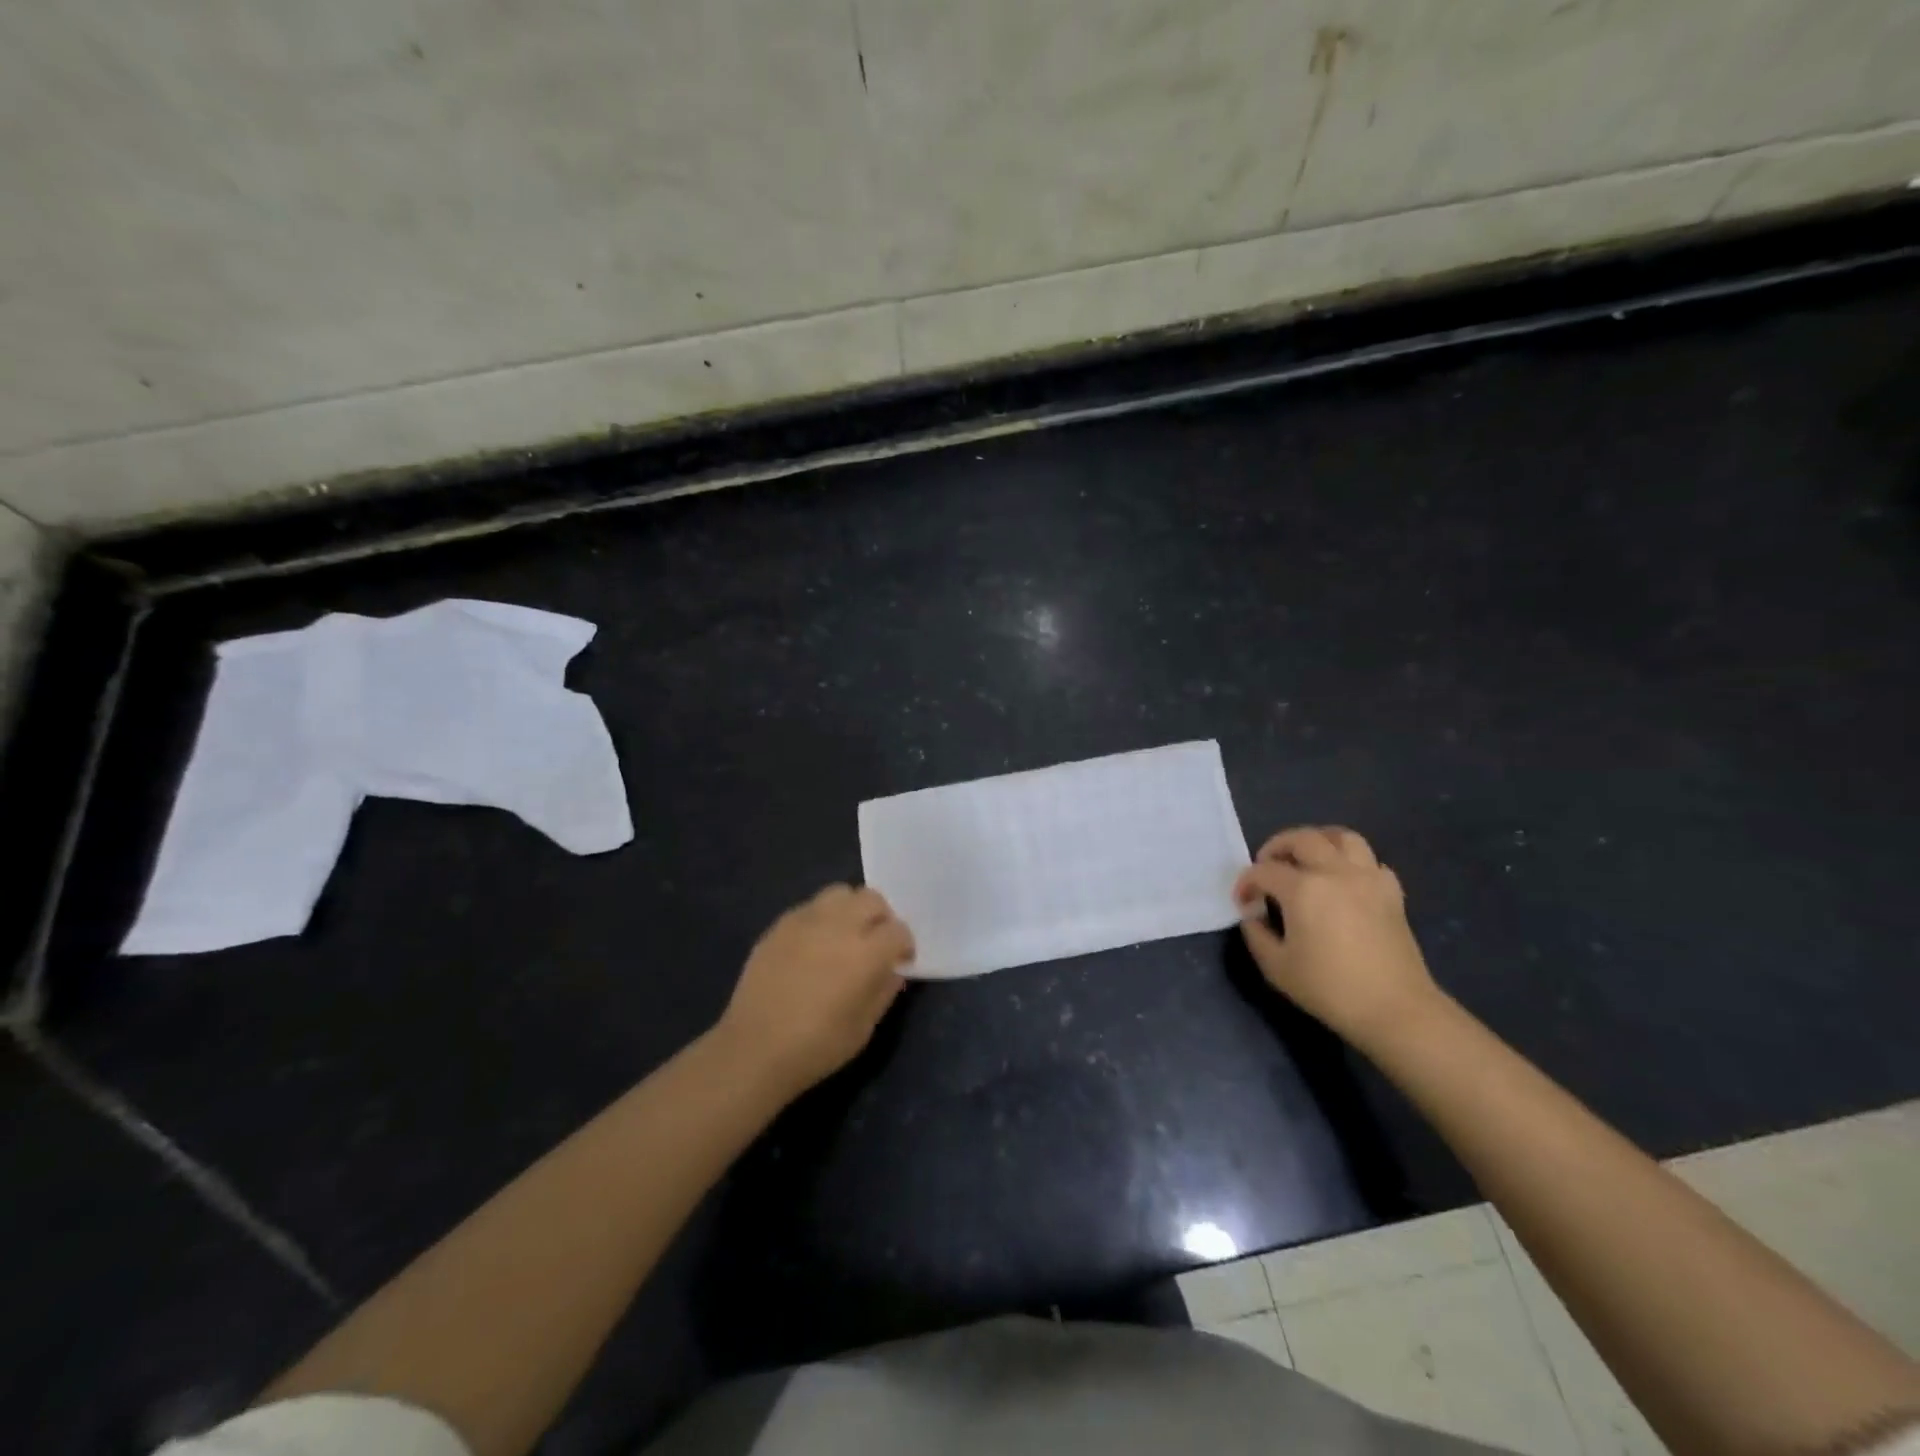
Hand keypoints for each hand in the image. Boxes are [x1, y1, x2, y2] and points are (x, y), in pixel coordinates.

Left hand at [717, 885, 913, 1092]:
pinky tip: (814, 945)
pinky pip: (810, 907)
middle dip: (881, 918)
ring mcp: (806, 921)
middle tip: (875, 943)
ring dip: (851, 909)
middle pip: (872, 899)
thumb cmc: (817, 1046)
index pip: (898, 930)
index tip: (900, 961)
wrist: (755, 1049)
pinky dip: (822, 918)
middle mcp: (839, 926)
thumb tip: (891, 970)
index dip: (904, 944)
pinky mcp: (780, 925)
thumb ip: (884, 991)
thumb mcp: (864, 1028)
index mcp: (866, 953)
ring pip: (840, 893)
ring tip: (844, 935)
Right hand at [1234, 826, 1441, 1047]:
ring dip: (1318, 841)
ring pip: (1342, 837)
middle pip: (1302, 838)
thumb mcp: (1276, 967)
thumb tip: (1253, 913)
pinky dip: (1352, 862)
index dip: (1247, 883)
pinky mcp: (1392, 892)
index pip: (1264, 871)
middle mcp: (1335, 872)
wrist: (1395, 1010)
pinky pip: (1370, 861)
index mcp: (1303, 889)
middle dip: (1276, 847)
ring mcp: (1368, 878)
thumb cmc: (1330, 989)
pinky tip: (1343, 881)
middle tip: (1267, 866)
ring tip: (1306, 859)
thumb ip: (1256, 933)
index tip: (1243, 902)